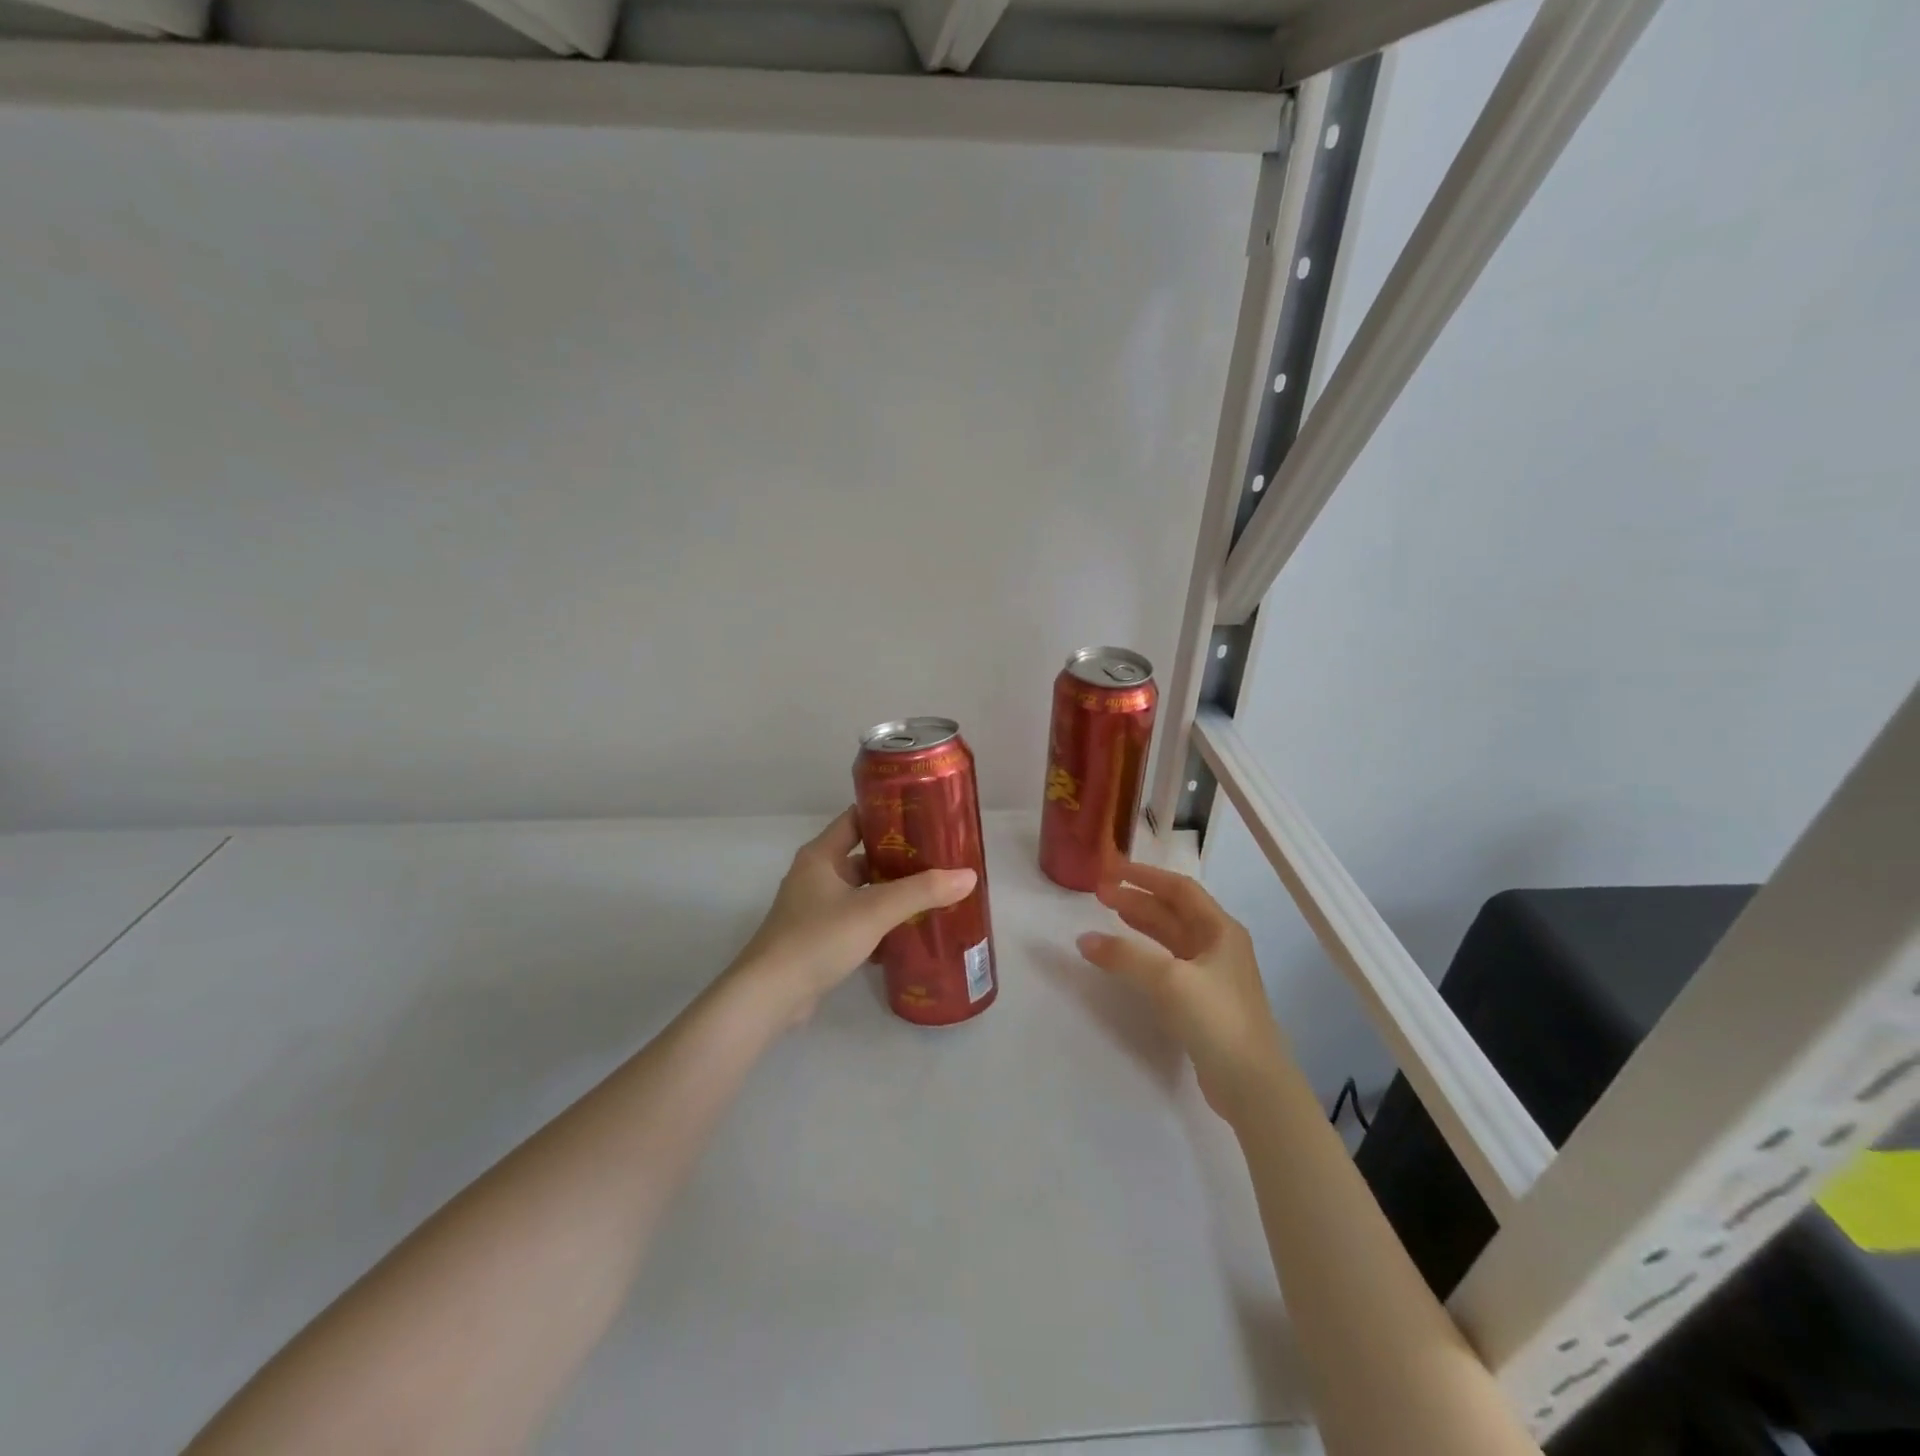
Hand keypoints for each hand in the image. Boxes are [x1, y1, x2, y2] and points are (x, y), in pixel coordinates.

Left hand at [732, 808, 977, 1026]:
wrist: (770, 995)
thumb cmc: (818, 938)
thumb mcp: (874, 910)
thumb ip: (921, 891)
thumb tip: (968, 875)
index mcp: (821, 855)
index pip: (857, 818)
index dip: (888, 813)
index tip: (925, 815)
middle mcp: (815, 875)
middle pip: (862, 855)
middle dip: (898, 857)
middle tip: (938, 858)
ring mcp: (814, 908)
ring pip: (860, 890)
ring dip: (890, 892)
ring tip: (932, 892)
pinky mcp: (817, 937)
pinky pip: (855, 919)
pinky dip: (878, 921)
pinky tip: (907, 931)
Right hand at [1077, 861, 1290, 1123]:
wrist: (1253, 1084)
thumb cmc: (1216, 1018)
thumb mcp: (1169, 980)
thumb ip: (1125, 956)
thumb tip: (1084, 940)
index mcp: (1220, 930)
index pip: (1180, 889)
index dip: (1146, 876)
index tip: (1113, 870)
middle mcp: (1218, 946)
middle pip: (1174, 912)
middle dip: (1137, 900)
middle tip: (1100, 894)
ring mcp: (1212, 976)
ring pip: (1171, 939)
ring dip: (1141, 925)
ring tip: (1109, 915)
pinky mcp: (1204, 1003)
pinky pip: (1169, 965)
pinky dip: (1146, 955)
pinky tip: (1127, 959)